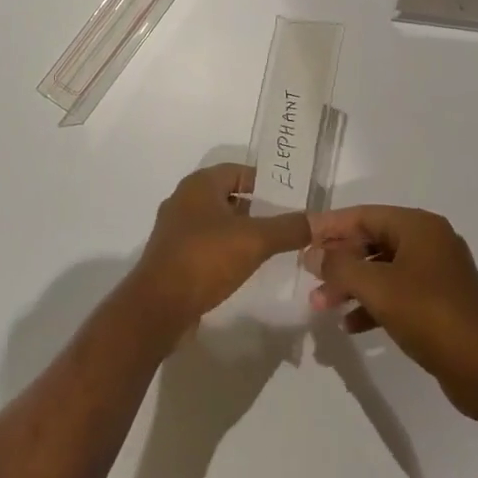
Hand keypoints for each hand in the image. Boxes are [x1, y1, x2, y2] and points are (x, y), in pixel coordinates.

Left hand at [133, 165, 310, 326]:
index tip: (290, 196)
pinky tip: (244, 266)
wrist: (159, 306)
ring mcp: (176, 230)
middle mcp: (184, 200)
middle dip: (256, 207)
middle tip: (286, 221)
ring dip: (241, 230)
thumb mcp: (254, 240)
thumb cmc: (205, 259)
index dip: (264, 181)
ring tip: (271, 245)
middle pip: (227, 196)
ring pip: (216, 221)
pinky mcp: (174, 257)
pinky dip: (226, 249)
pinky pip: (206, 244)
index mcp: (199, 185)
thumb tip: (319, 220)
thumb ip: (288, 228)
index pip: (238, 171)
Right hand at [308, 205, 477, 419]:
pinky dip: (373, 304)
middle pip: (372, 242)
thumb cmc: (430, 315)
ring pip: (382, 270)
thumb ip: (340, 267)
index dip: (330, 227)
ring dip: (352, 286)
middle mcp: (429, 242)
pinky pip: (397, 293)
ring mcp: (437, 273)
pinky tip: (351, 325)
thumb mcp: (377, 288)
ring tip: (322, 306)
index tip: (301, 238)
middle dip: (339, 262)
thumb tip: (312, 254)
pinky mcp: (440, 303)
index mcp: (419, 226)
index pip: (364, 215)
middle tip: (309, 279)